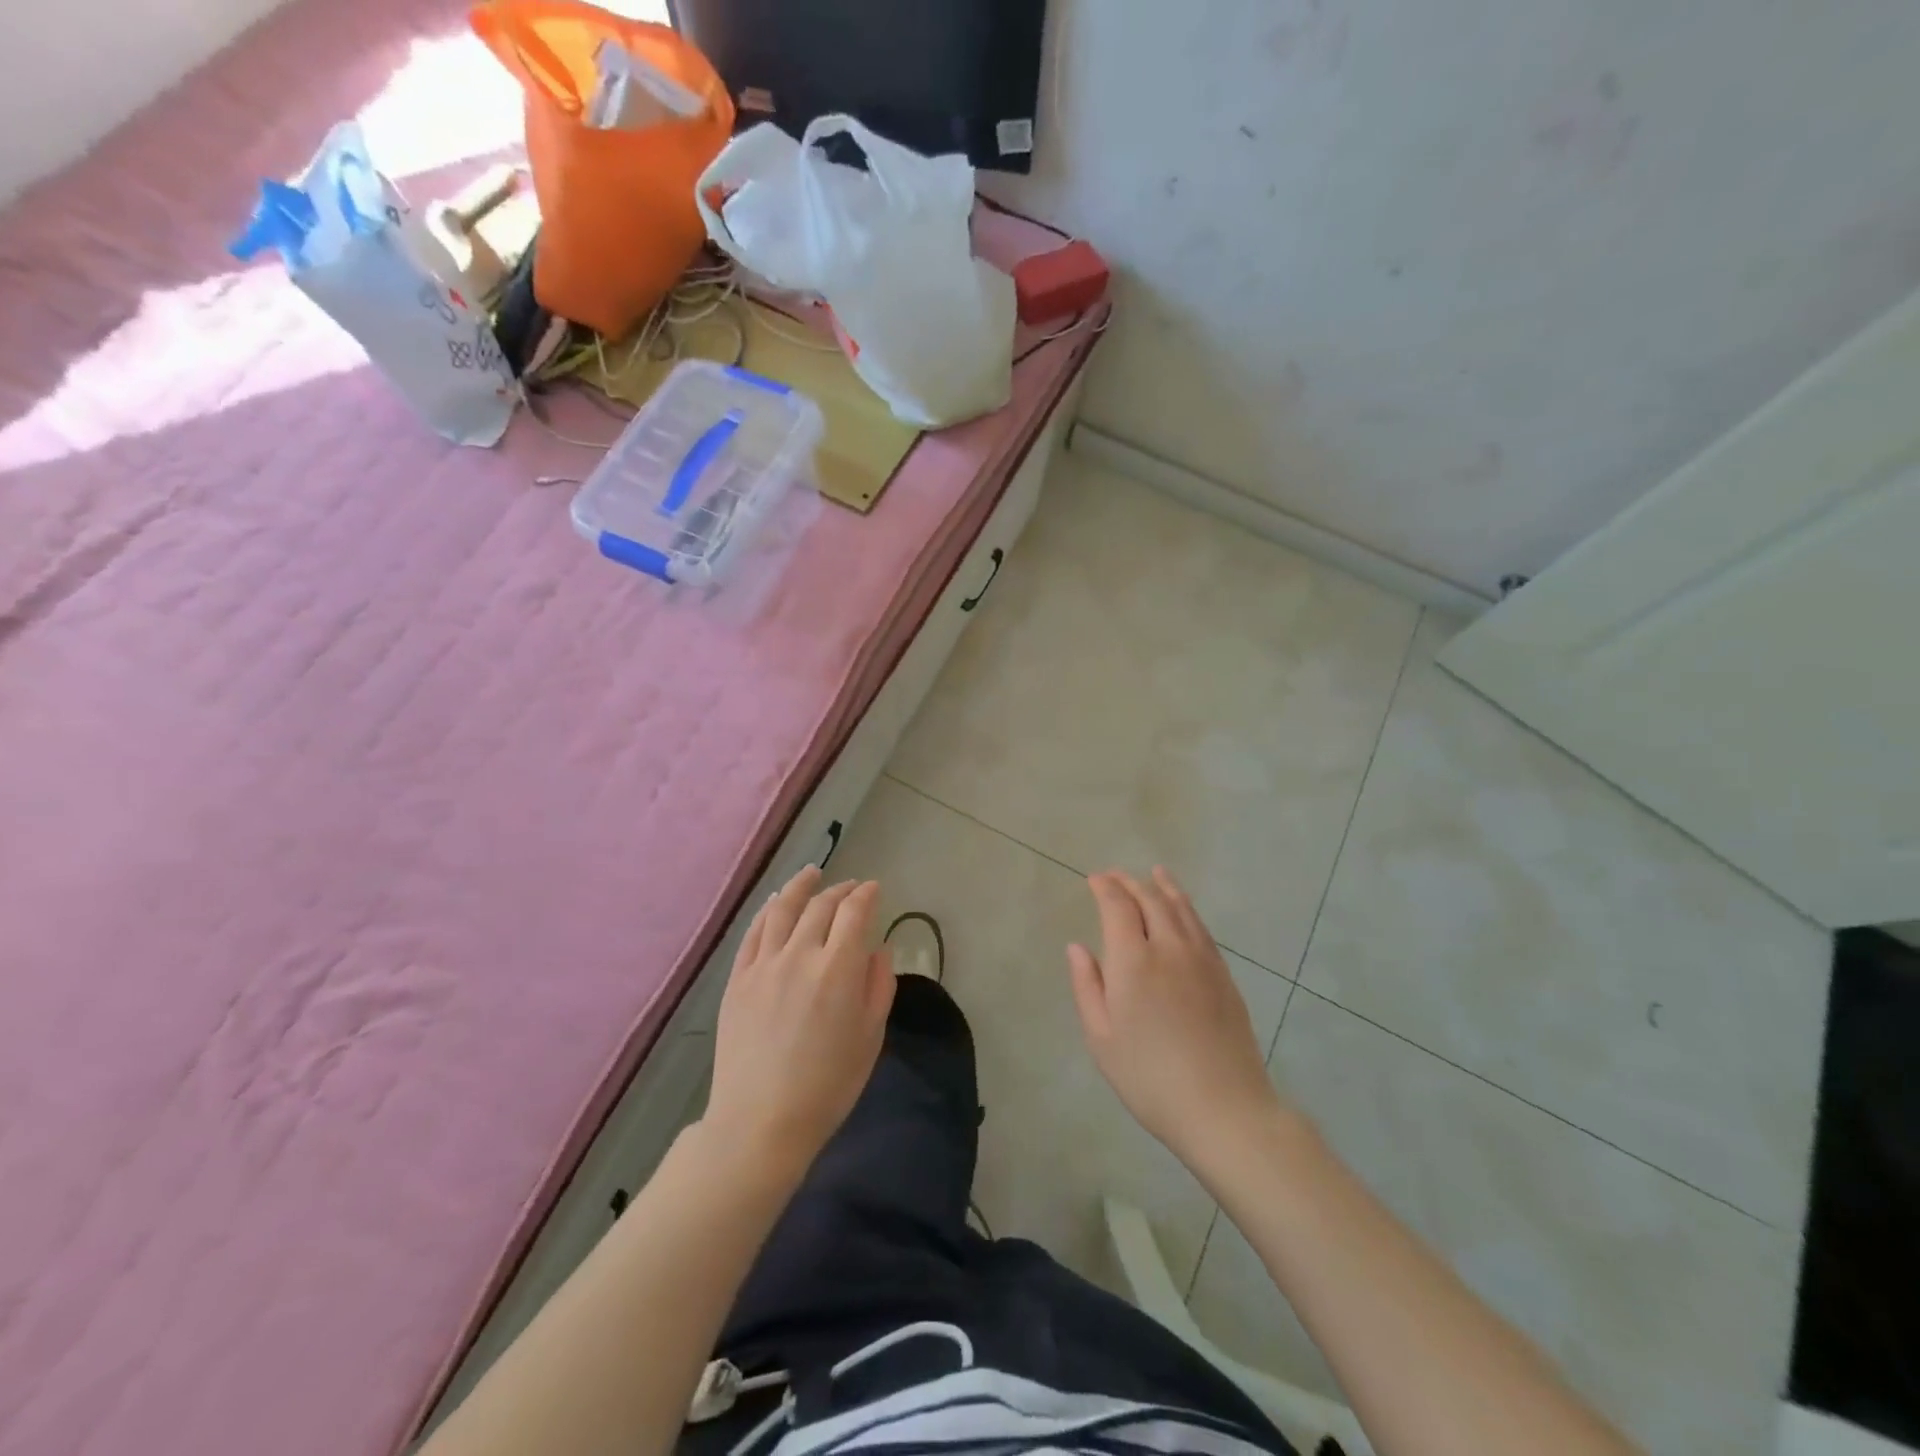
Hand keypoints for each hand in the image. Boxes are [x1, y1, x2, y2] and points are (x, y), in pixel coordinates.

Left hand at [704, 866, 894, 1175]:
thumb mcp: (870, 1038)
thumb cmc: (827, 1086)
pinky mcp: (738, 979)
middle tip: (851, 888)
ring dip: (801, 886)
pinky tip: (776, 903)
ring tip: (812, 874)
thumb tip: (877, 949)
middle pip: (821, 906)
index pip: (854, 913)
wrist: (760, 1122)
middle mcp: (800, 955)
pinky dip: (768, 910)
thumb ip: (879, 986)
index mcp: (838, 969)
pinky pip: (754, 932)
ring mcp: (764, 964)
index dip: (866, 895)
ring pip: (783, 909)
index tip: (874, 889)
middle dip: (840, 891)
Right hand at [1067, 868, 1282, 1163]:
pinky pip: (1201, 927)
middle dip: (1130, 882)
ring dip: (1163, 886)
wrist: (1224, 1107)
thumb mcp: (1102, 1038)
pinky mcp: (1224, 974)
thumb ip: (1087, 986)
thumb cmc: (1150, 1078)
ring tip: (1154, 873)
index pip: (1118, 906)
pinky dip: (1186, 908)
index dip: (1105, 887)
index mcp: (1133, 961)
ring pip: (1181, 907)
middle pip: (1150, 899)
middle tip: (1115, 876)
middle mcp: (1169, 947)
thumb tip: (1077, 947)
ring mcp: (1202, 959)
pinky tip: (1183, 910)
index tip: (1094, 879)